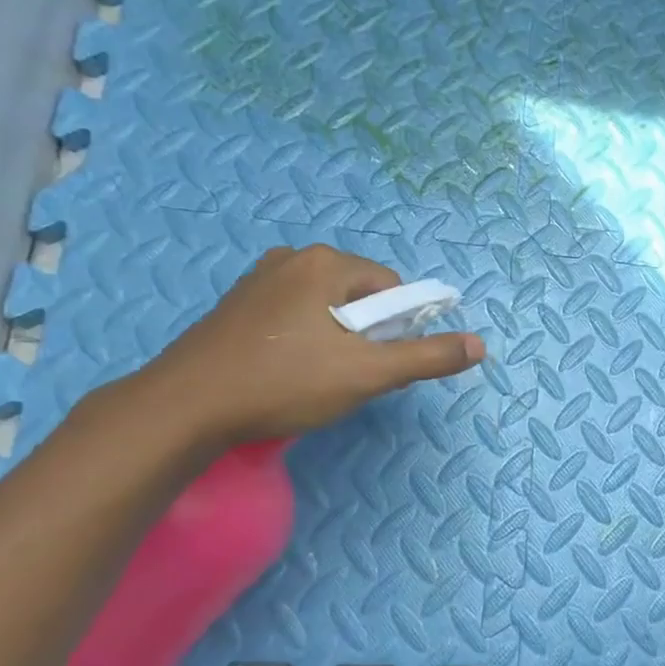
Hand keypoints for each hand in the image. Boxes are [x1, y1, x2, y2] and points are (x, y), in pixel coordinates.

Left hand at [133, 244, 484, 446]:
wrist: (185, 407)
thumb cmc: (283, 384)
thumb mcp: (367, 374)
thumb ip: (426, 357)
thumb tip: (479, 345)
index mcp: (326, 263)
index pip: (393, 289)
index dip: (398, 330)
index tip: (377, 365)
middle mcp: (293, 258)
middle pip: (360, 296)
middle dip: (366, 335)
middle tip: (347, 377)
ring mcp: (259, 279)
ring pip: (327, 308)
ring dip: (336, 340)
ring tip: (315, 379)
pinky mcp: (238, 305)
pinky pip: (295, 315)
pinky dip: (304, 340)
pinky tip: (286, 373)